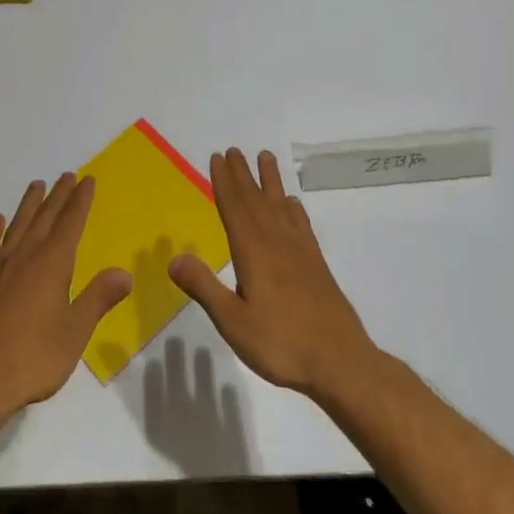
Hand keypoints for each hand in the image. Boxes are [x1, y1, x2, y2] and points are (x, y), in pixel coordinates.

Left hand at [0, 173, 131, 420]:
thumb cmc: (33, 357)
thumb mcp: (75, 332)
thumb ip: (98, 298)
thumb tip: (124, 273)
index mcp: (52, 264)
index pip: (70, 223)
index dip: (80, 201)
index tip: (87, 180)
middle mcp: (25, 256)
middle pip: (44, 218)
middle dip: (58, 196)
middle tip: (66, 175)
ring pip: (17, 226)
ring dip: (28, 204)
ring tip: (36, 185)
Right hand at [168, 148, 377, 399]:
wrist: (341, 363)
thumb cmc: (281, 344)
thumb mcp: (233, 322)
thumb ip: (204, 287)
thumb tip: (173, 258)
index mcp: (253, 252)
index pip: (235, 208)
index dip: (224, 182)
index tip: (217, 157)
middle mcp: (276, 243)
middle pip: (256, 200)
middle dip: (243, 174)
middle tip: (234, 150)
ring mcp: (300, 252)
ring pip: (280, 206)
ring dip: (270, 181)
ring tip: (265, 157)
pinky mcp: (317, 265)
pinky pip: (301, 225)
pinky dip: (294, 210)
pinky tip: (292, 204)